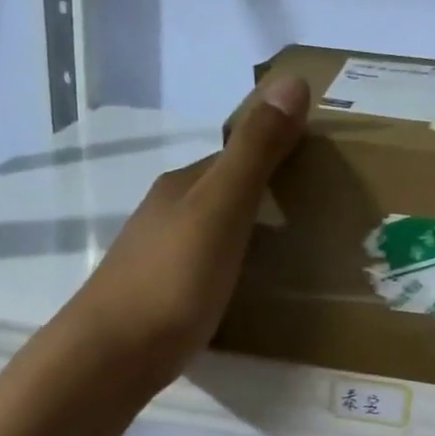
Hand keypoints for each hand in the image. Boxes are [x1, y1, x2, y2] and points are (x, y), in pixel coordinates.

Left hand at [61, 74, 311, 395]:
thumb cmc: (172, 280)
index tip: (323, 171)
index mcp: (183, 186)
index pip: (236, 155)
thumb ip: (255, 151)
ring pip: (213, 232)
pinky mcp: (157, 296)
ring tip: (295, 257)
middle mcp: (166, 213)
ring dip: (249, 235)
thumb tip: (293, 79)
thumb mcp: (221, 209)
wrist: (111, 356)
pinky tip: (248, 292)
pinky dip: (231, 269)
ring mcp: (157, 256)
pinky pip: (205, 268)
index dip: (277, 155)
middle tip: (319, 219)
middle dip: (266, 198)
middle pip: (224, 193)